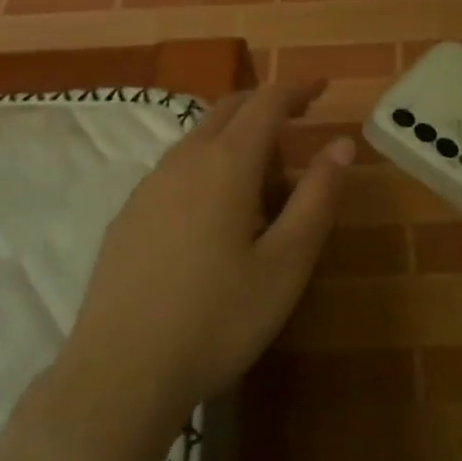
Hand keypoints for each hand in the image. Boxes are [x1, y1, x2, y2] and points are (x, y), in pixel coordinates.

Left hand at [55, 83, 353, 423]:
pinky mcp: (128, 216)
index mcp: (226, 164)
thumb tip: (340, 144)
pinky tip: (214, 212)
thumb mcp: (287, 264)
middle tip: (298, 120)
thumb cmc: (218, 319)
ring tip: (264, 178)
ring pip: (198, 138)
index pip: (266, 103)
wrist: (121, 374)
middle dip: (265, 104)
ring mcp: (147, 187)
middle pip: (227, 109)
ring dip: (235, 137)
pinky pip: (176, 168)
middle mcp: (183, 161)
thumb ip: (317, 198)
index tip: (322, 87)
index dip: (297, 89)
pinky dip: (207, 164)